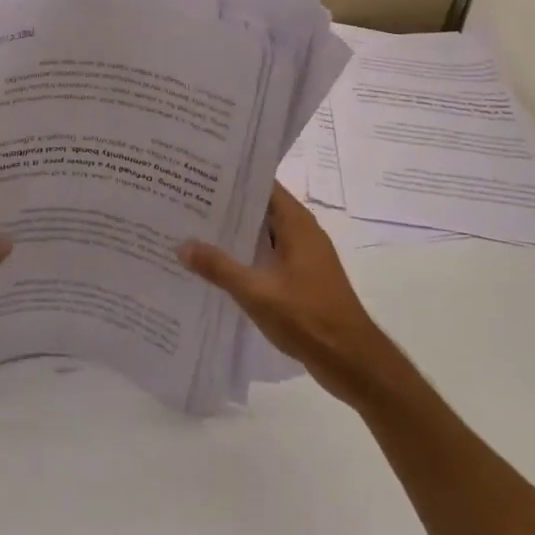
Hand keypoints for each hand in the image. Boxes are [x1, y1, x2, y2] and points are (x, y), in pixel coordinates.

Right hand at [180, 182, 396, 407]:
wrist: (353, 363)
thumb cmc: (308, 318)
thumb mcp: (257, 292)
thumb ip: (219, 267)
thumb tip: (182, 244)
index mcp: (296, 223)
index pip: (262, 184)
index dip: (232, 177)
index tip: (200, 171)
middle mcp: (302, 232)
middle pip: (260, 208)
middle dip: (226, 205)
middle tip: (187, 198)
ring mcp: (304, 256)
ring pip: (263, 233)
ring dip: (234, 232)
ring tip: (193, 228)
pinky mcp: (302, 278)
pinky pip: (268, 255)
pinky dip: (245, 255)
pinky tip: (217, 265)